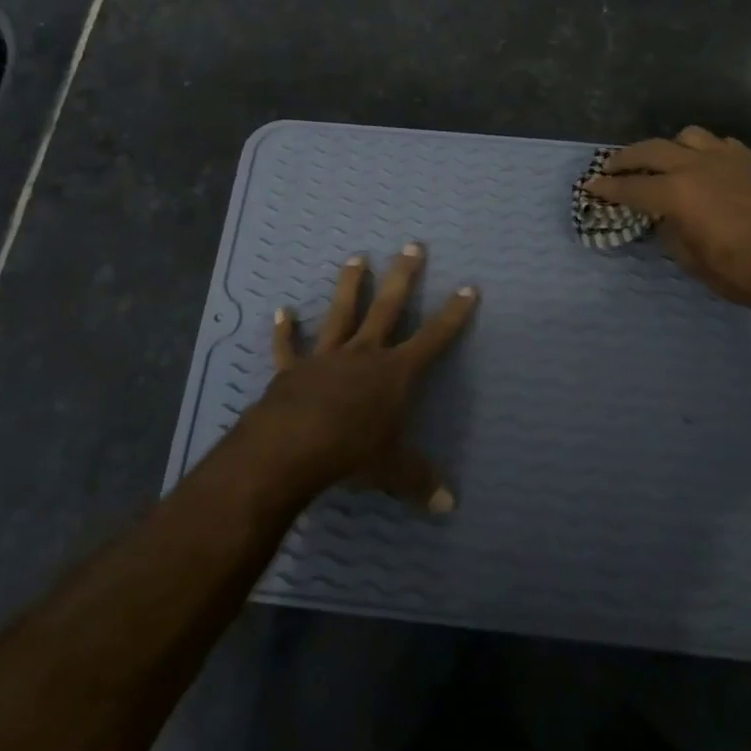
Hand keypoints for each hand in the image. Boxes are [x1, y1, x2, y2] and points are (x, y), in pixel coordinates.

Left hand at [244, 244, 477, 511]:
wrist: (294, 446)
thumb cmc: (352, 453)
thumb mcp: (393, 471)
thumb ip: (420, 482)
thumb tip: (448, 505)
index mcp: (395, 373)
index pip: (434, 338)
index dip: (453, 314)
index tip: (468, 286)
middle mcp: (364, 354)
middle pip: (388, 308)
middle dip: (403, 277)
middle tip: (412, 245)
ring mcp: (327, 356)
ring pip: (341, 312)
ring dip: (349, 285)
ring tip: (356, 257)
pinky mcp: (293, 368)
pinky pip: (288, 346)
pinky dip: (285, 330)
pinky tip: (282, 311)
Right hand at [589, 126, 750, 318]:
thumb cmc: (744, 273)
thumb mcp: (693, 261)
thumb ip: (670, 230)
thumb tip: (663, 216)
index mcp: (677, 194)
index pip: (630, 187)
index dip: (606, 188)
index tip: (590, 186)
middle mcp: (697, 166)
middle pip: (650, 150)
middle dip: (625, 158)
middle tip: (611, 167)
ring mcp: (729, 158)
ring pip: (687, 137)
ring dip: (669, 148)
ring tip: (666, 163)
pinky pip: (721, 145)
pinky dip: (705, 152)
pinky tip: (708, 168)